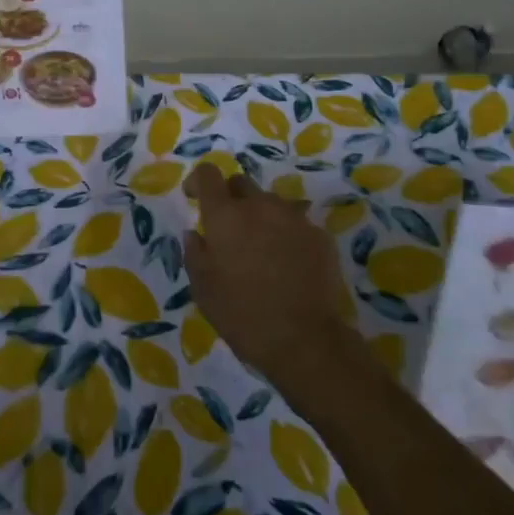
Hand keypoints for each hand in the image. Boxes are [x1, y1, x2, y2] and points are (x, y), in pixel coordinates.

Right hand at [183, 164, 361, 389]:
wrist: (305, 340)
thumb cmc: (243, 316)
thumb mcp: (204, 290)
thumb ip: (194, 254)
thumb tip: (194, 234)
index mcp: (225, 216)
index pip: (208, 174)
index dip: (199, 181)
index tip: (195, 197)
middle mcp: (259, 206)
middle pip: (241, 183)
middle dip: (231, 198)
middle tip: (229, 230)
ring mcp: (293, 217)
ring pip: (270, 204)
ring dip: (261, 218)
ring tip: (262, 252)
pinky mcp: (319, 234)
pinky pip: (295, 224)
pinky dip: (286, 236)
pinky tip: (288, 265)